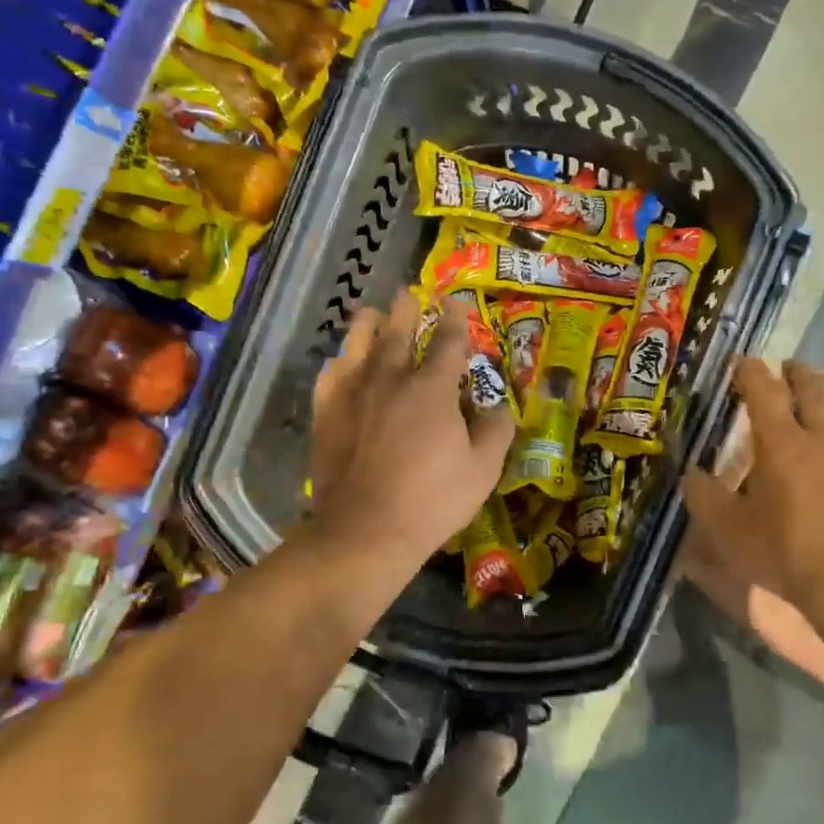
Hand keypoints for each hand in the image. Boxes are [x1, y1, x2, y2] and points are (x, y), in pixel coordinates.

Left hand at [309, 291, 514, 565]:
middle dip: (406, 309)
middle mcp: (390, 380)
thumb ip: (495, 430)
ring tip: (370, 313)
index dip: (455, 319)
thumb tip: (497, 405)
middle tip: (408, 293)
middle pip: (397, 333)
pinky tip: (341, 362)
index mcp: (432, 389)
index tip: (457, 301)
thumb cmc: (433, 500)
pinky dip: (339, 363)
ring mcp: (353, 395)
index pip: (448, 342)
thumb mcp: (483, 469)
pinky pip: (330, 376)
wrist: (365, 530)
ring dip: (367, 324)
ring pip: (358, 345)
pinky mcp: (326, 415)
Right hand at [682, 359, 823, 611]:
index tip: (742, 362)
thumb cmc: (786, 553)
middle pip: (813, 386)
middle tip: (787, 369)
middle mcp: (823, 434)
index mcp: (780, 444)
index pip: (763, 391)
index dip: (750, 371)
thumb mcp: (729, 531)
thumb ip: (705, 496)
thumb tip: (690, 471)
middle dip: (797, 372)